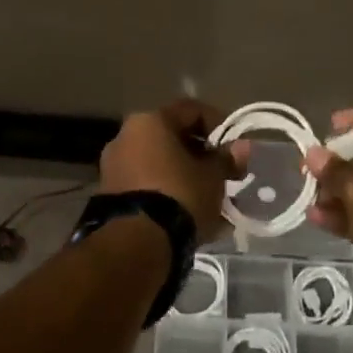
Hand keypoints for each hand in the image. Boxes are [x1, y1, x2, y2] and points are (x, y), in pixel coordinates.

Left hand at [99, 99, 246, 244]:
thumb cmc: (180, 195)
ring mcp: (114, 167)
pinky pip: (147, 186)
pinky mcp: (111, 195)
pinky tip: (189, 214)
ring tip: (210, 199)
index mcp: (150, 121)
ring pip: (159, 164)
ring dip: (185, 176)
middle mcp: (126, 136)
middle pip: (172, 137)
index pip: (191, 110)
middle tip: (224, 174)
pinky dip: (168, 193)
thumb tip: (242, 147)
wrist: (137, 242)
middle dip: (200, 155)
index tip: (234, 146)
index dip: (218, 124)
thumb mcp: (212, 177)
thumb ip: (226, 159)